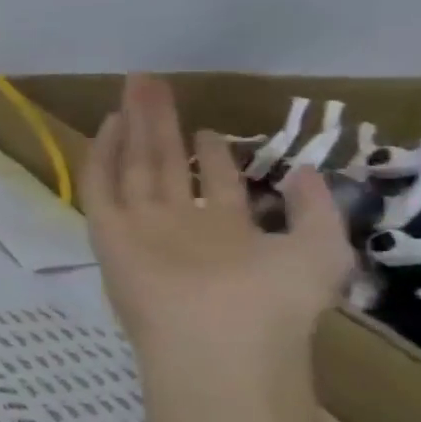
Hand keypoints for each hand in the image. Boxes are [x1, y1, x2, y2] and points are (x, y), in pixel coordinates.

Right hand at [83, 75, 353, 359]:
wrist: (218, 339)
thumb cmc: (273, 302)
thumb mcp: (320, 252)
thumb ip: (317, 210)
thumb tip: (300, 170)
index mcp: (222, 233)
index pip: (209, 184)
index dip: (210, 154)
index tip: (208, 128)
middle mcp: (177, 224)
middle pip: (164, 162)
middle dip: (162, 122)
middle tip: (153, 83)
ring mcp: (139, 225)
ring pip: (133, 164)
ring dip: (134, 125)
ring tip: (135, 88)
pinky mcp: (107, 228)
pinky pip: (99, 184)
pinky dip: (103, 153)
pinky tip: (111, 123)